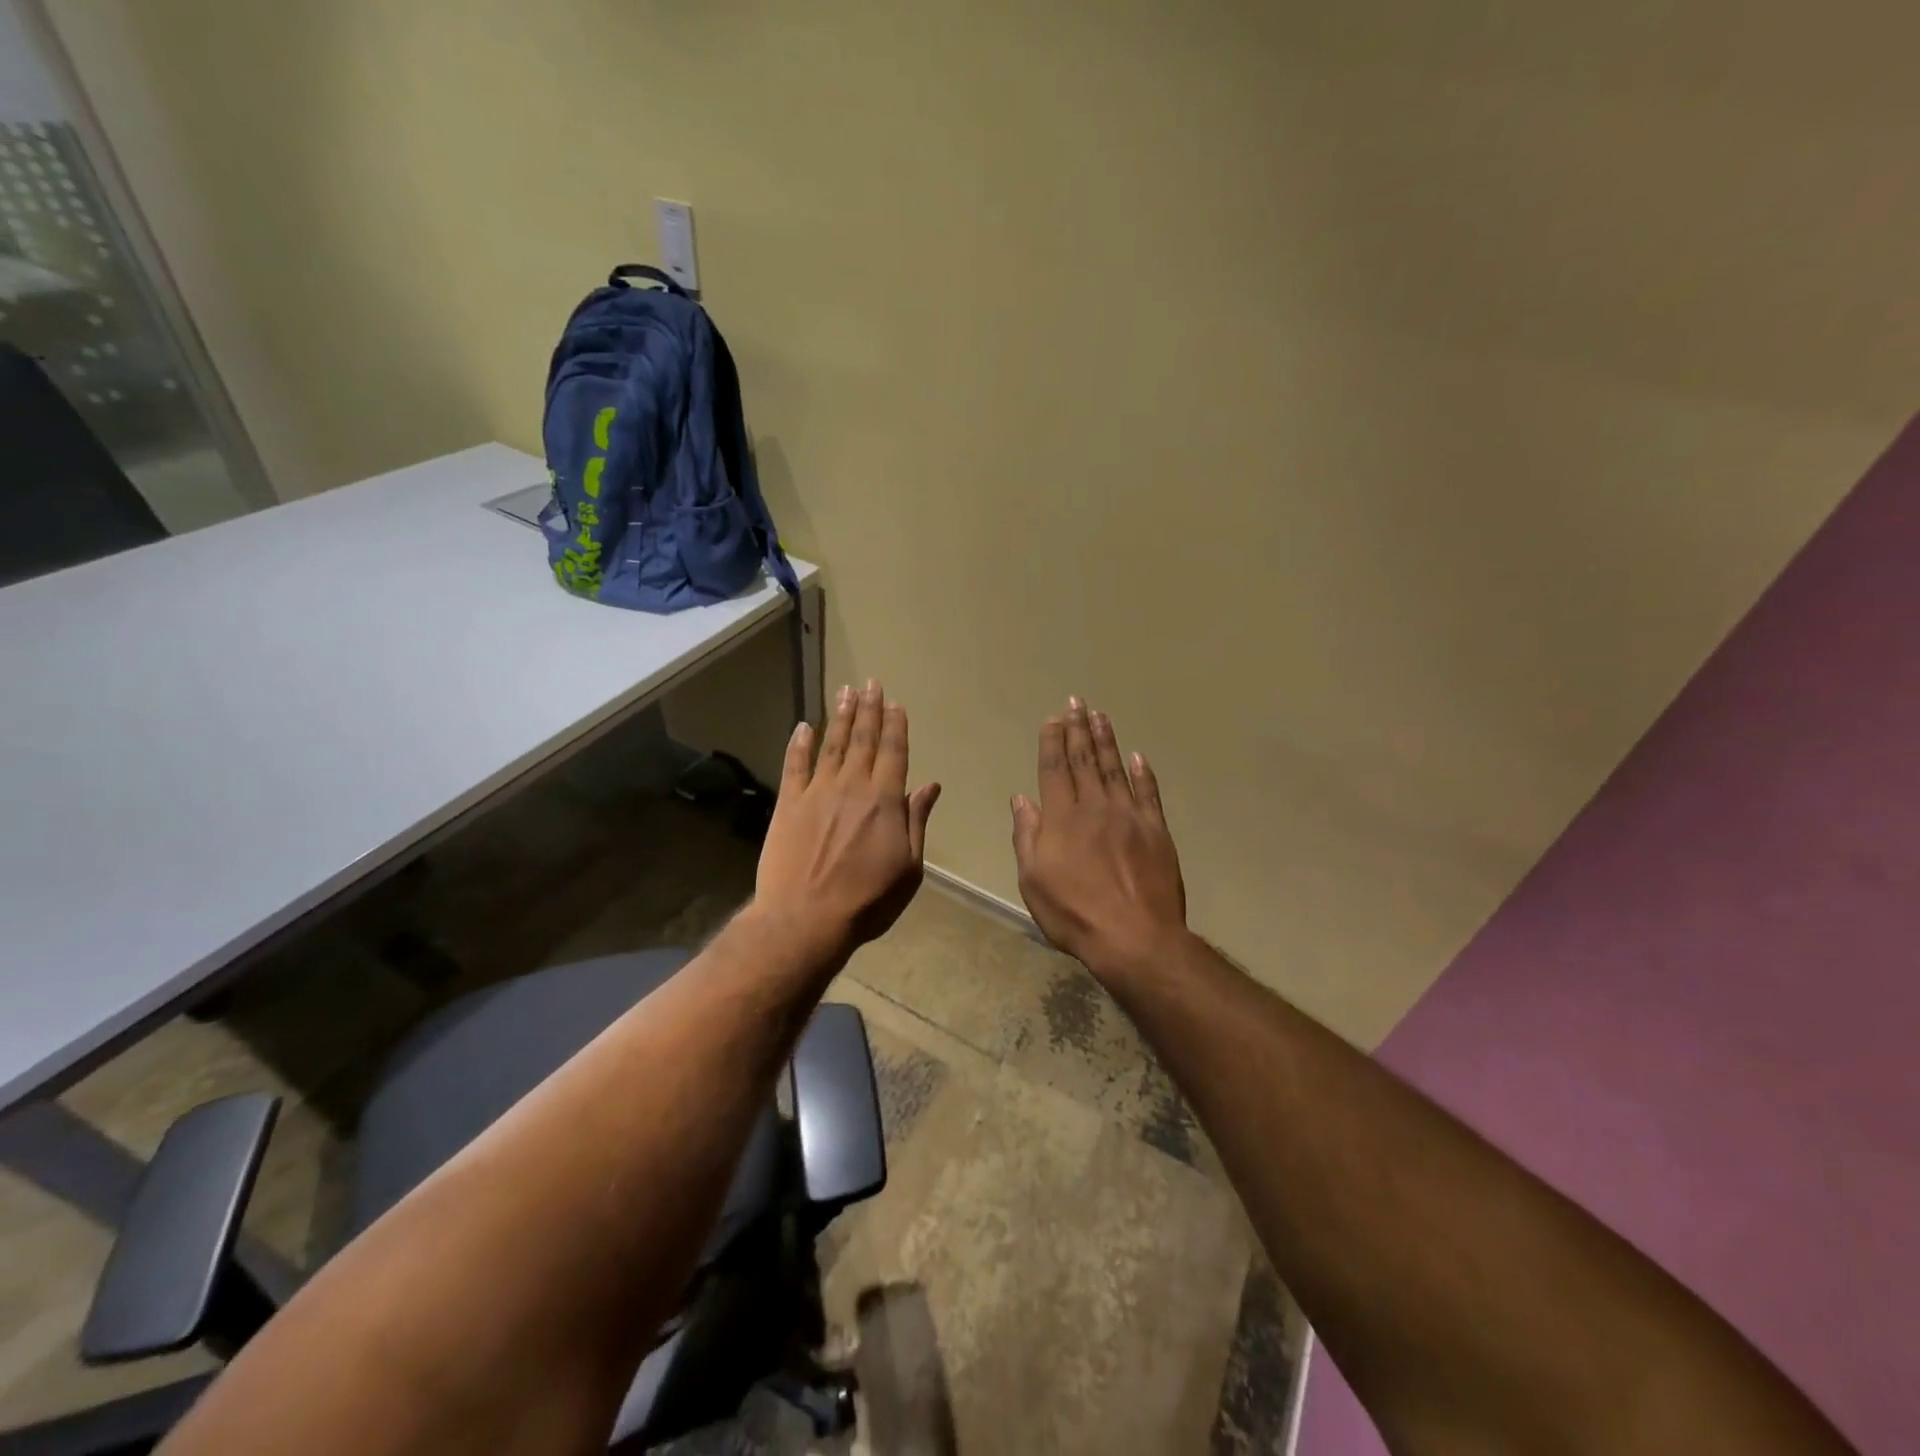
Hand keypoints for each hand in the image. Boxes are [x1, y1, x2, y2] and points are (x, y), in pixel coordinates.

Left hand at [754, 679, 941, 966]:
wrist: (806, 919)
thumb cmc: (867, 900)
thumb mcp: (909, 868)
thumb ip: (917, 821)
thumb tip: (930, 786)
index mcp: (885, 801)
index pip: (894, 752)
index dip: (896, 726)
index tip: (895, 703)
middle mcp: (852, 786)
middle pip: (864, 740)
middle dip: (869, 710)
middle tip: (870, 683)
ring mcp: (817, 792)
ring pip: (832, 745)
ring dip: (841, 717)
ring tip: (846, 692)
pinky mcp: (788, 803)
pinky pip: (795, 765)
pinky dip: (799, 744)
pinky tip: (804, 726)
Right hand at [1011, 698, 1188, 979]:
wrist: (1135, 938)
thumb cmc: (1074, 914)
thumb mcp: (1033, 881)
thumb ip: (1027, 836)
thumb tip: (1021, 799)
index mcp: (1062, 818)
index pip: (1054, 768)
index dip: (1052, 741)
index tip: (1053, 718)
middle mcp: (1095, 807)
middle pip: (1084, 760)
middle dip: (1078, 729)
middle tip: (1077, 702)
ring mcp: (1129, 816)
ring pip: (1115, 768)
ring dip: (1107, 740)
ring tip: (1101, 716)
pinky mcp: (1156, 830)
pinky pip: (1148, 793)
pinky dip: (1143, 772)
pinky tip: (1138, 756)